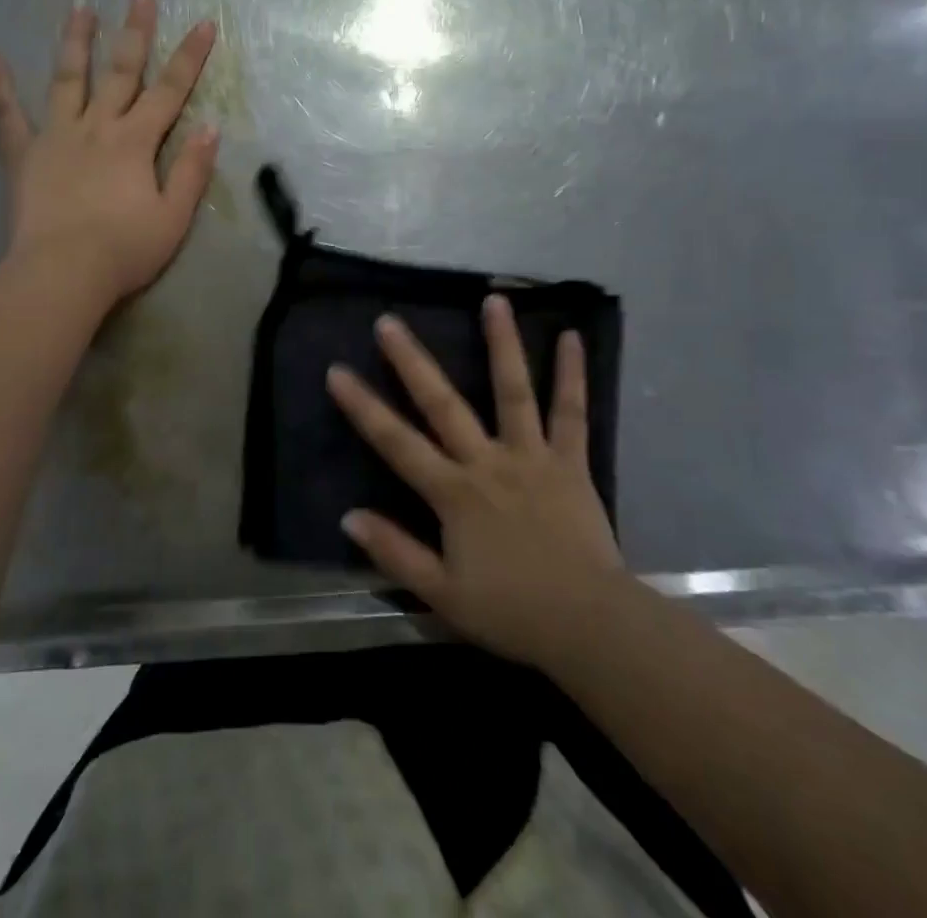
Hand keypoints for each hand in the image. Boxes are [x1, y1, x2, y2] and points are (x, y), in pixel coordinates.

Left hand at [0, 0, 217, 308]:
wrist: (62, 273)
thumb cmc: (124, 250)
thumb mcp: (174, 217)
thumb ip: (192, 170)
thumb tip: (210, 127)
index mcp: (136, 141)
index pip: (171, 90)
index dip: (190, 57)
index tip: (204, 23)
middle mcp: (98, 126)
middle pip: (121, 71)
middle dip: (135, 31)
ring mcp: (56, 136)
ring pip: (67, 78)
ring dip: (75, 40)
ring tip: (80, 5)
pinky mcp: (22, 155)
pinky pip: (6, 114)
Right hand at [327, 296, 627, 674]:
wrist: (589, 626)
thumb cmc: (511, 612)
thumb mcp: (442, 595)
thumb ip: (395, 552)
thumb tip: (349, 516)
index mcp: (454, 493)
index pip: (397, 442)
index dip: (363, 407)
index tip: (337, 371)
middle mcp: (487, 462)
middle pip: (443, 404)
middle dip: (412, 361)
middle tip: (388, 321)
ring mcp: (531, 456)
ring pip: (512, 391)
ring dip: (501, 344)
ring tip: (493, 300)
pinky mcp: (570, 461)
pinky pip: (571, 413)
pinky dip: (572, 374)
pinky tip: (571, 337)